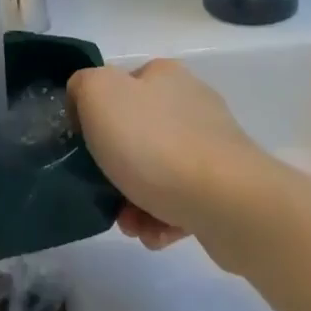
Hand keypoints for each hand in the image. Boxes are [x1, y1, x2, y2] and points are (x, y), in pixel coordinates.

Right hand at [69, 59, 269, 251]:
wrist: (227, 202)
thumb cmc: (155, 143)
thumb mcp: (98, 95)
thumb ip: (82, 86)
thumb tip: (85, 101)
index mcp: (163, 75)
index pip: (120, 86)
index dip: (97, 114)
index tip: (86, 146)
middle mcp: (191, 103)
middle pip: (138, 133)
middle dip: (115, 167)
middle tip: (103, 192)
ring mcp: (213, 146)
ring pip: (158, 172)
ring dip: (135, 199)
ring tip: (130, 224)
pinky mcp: (227, 188)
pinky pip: (182, 202)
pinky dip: (162, 219)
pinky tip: (155, 235)